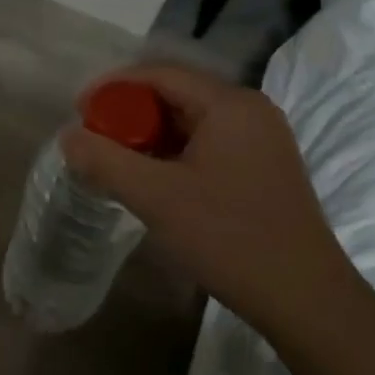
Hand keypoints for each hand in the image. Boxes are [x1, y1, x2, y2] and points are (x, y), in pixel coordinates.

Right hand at [59, 62, 351, 340]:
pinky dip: (178, 153)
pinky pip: (211, 143)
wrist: (307, 300)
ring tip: (119, 161)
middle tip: (97, 139)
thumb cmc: (229, 238)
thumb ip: (105, 161)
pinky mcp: (267, 166)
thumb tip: (68, 136)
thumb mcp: (156, 198)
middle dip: (132, 114)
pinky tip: (157, 180)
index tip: (80, 111)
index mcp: (229, 103)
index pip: (160, 74)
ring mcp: (263, 138)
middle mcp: (250, 109)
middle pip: (177, 94)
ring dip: (153, 136)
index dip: (114, 87)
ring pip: (194, 121)